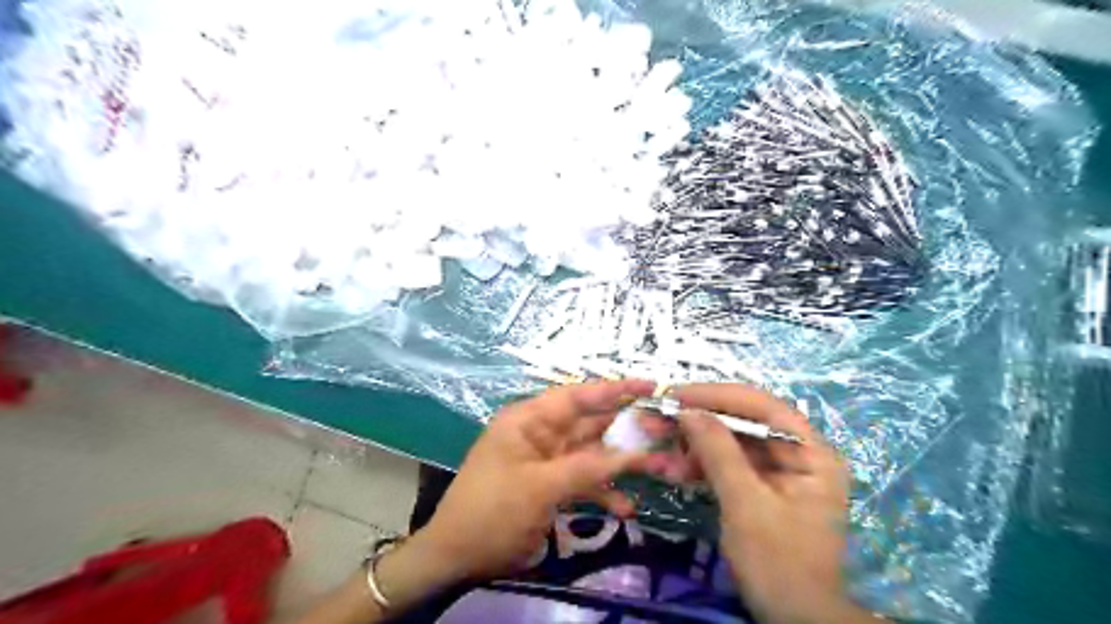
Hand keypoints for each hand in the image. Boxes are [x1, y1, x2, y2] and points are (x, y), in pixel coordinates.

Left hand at [418, 381, 658, 580]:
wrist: (459, 556)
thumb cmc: (491, 511)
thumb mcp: (538, 488)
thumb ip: (586, 469)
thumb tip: (629, 455)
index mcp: (530, 420)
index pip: (577, 396)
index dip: (614, 389)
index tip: (650, 386)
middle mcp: (542, 434)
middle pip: (592, 424)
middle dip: (628, 428)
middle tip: (667, 428)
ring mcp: (549, 461)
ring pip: (594, 454)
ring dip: (623, 463)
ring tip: (663, 468)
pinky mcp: (553, 486)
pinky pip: (585, 482)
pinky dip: (605, 493)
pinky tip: (628, 508)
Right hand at [643, 382, 877, 622]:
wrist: (794, 620)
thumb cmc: (779, 562)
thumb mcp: (746, 504)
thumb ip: (718, 452)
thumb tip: (687, 410)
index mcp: (811, 452)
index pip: (762, 406)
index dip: (717, 395)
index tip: (676, 395)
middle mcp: (797, 454)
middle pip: (743, 422)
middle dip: (699, 420)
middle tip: (658, 417)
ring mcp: (778, 472)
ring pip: (730, 442)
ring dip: (693, 443)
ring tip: (658, 444)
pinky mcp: (759, 488)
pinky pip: (726, 465)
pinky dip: (700, 465)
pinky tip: (673, 469)